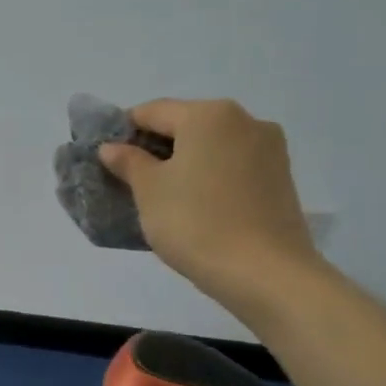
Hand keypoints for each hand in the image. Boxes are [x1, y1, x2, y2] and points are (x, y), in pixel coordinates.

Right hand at [98, 98, 323, 324]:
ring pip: (211, 146)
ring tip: (163, 197)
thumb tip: (112, 147)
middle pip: (185, 125)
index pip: (152, 111)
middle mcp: (245, 120)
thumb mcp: (148, 191)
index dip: (122, 131)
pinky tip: (195, 205)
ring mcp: (269, 149)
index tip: (105, 158)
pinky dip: (208, 176)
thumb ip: (128, 162)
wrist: (265, 273)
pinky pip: (232, 165)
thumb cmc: (196, 223)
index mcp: (208, 114)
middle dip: (155, 148)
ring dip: (183, 163)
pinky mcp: (280, 178)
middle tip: (130, 180)